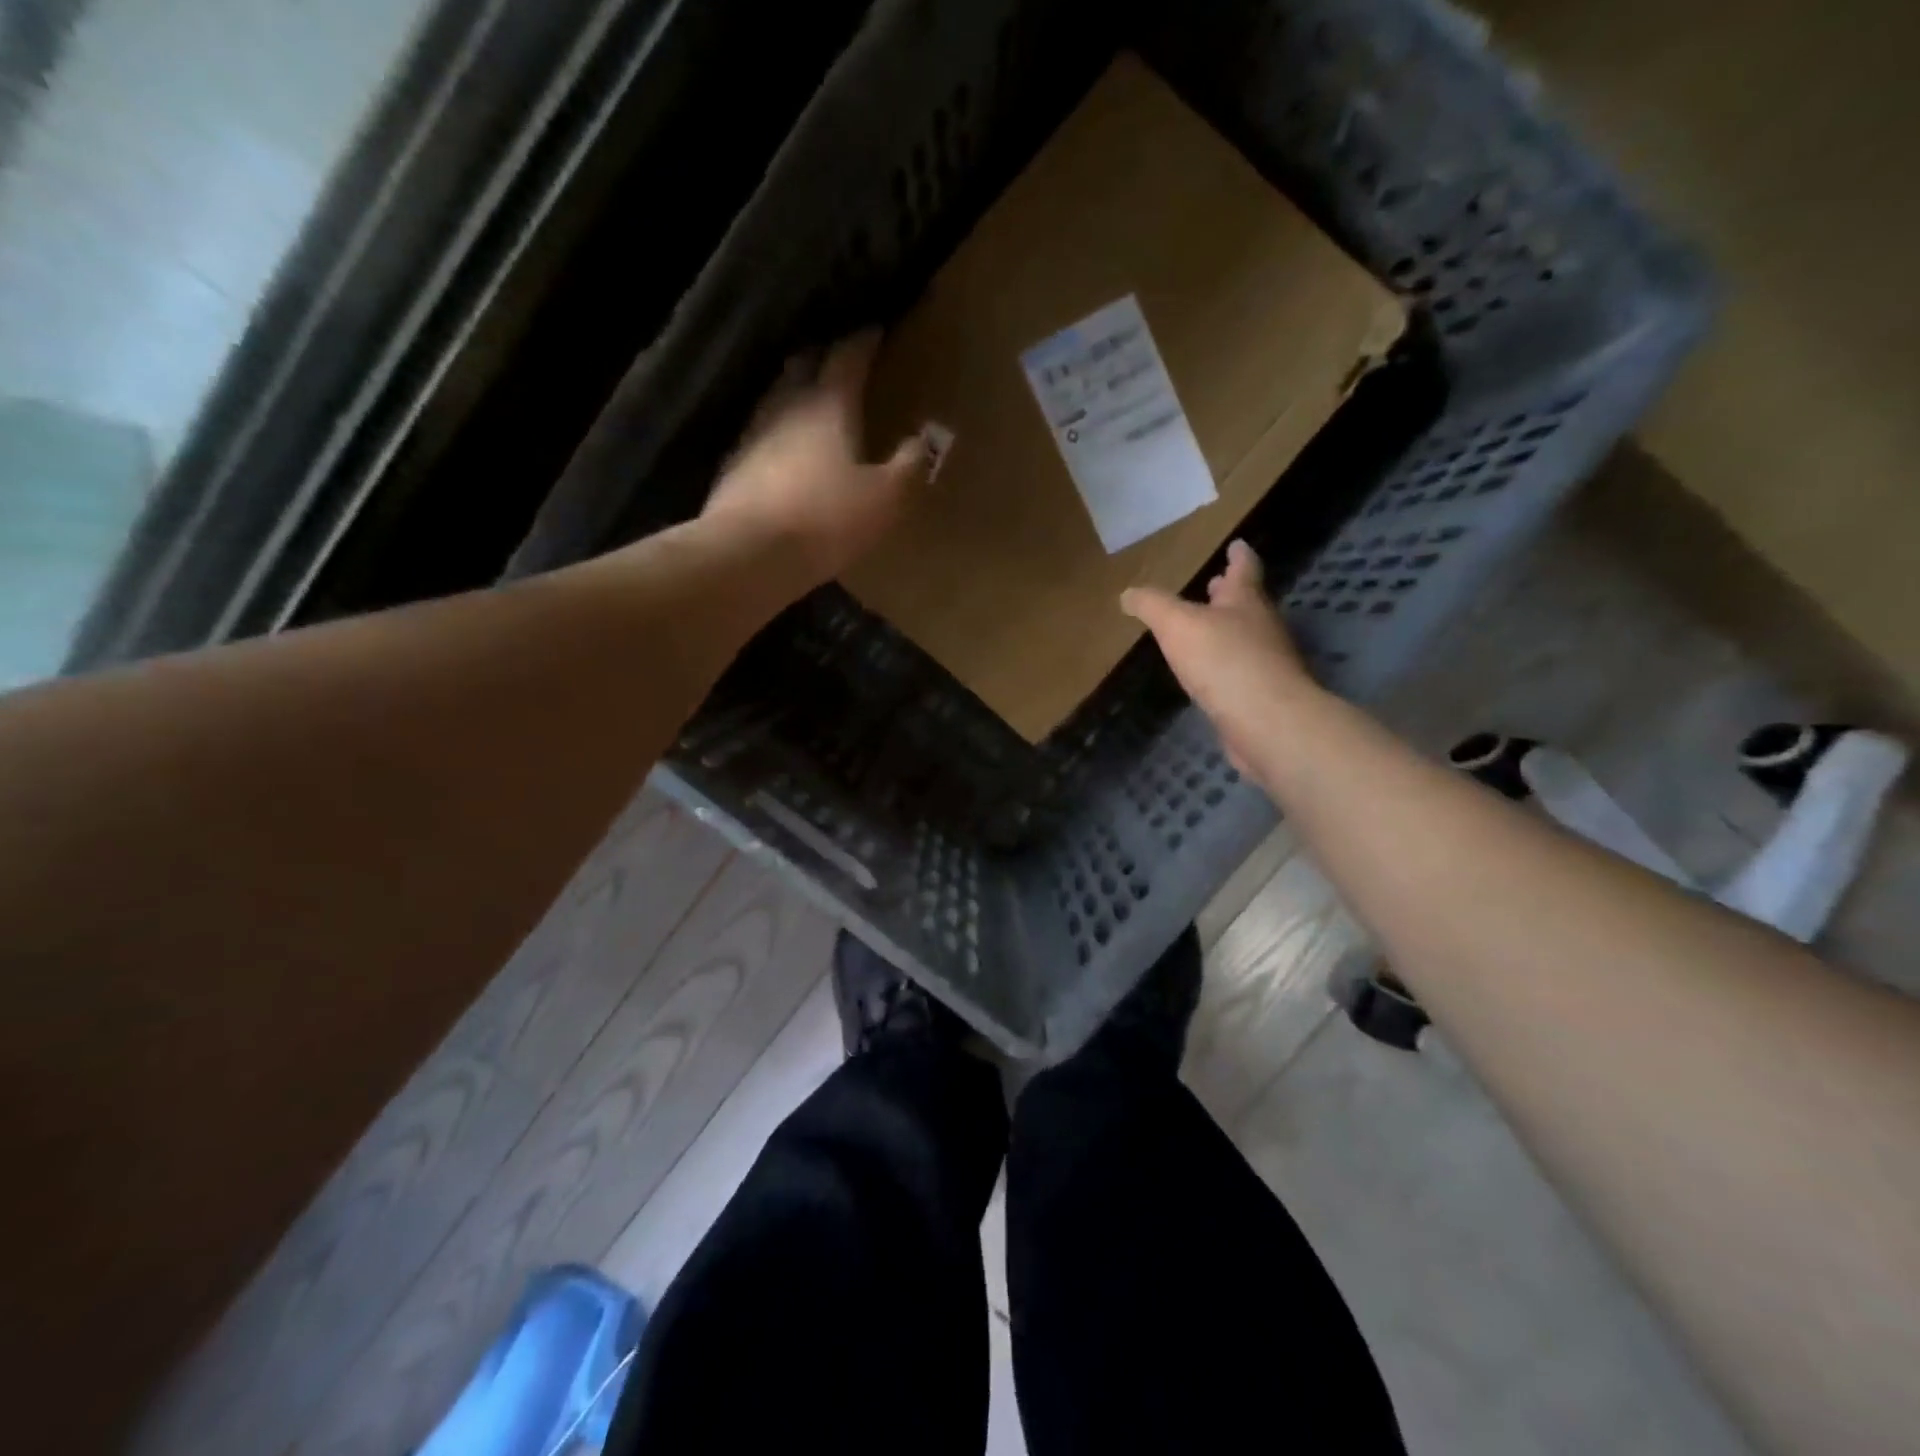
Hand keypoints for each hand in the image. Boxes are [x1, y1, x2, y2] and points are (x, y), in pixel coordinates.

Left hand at [701, 330, 927, 588]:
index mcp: (828, 404)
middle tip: (840, 359)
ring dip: (795, 391)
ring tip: (812, 400)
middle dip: (823, 356)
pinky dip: (777, 431)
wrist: (750, 554)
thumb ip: (909, 466)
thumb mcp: (885, 498)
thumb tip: (924, 440)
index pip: (848, 356)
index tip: (876, 329)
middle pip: (803, 365)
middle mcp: (786, 405)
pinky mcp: (733, 465)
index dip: (864, 340)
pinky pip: (760, 434)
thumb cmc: (826, 520)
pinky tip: (783, 449)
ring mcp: (753, 433)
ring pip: (776, 396)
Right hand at [1121, 541, 1320, 781]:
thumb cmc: (1223, 660)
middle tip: (1215, 584)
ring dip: (1227, 629)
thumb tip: (1128, 593)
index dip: (1239, 556)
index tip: (1237, 545)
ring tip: (1205, 628)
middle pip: (1246, 603)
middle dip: (1229, 594)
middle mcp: (1262, 627)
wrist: (1266, 721)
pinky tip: (1209, 674)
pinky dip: (1225, 664)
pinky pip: (1240, 671)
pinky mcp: (1262, 695)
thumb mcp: (1177, 624)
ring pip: (1245, 637)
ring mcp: (1266, 663)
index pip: (1244, 568)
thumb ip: (1152, 606)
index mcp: (1245, 601)